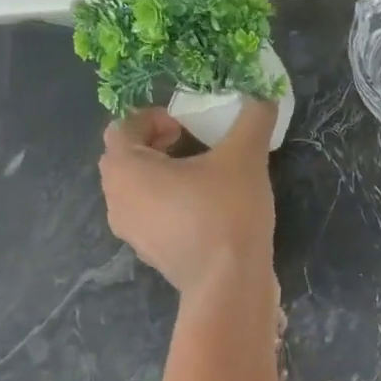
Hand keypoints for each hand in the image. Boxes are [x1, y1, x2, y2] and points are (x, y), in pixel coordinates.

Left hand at [99, 98, 278, 296]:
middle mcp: (116, 200)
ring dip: (161, 175)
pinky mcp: (150, 255)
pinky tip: (204, 208)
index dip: (152, 117)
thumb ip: (252, 119)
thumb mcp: (245, 157)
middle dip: (154, 145)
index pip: (123, 127)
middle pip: (125, 159)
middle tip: (190, 143)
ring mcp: (131, 232)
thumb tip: (265, 95)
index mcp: (125, 169)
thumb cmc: (225, 213)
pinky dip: (168, 204)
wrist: (229, 285)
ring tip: (200, 175)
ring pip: (136, 190)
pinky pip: (150, 216)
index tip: (186, 124)